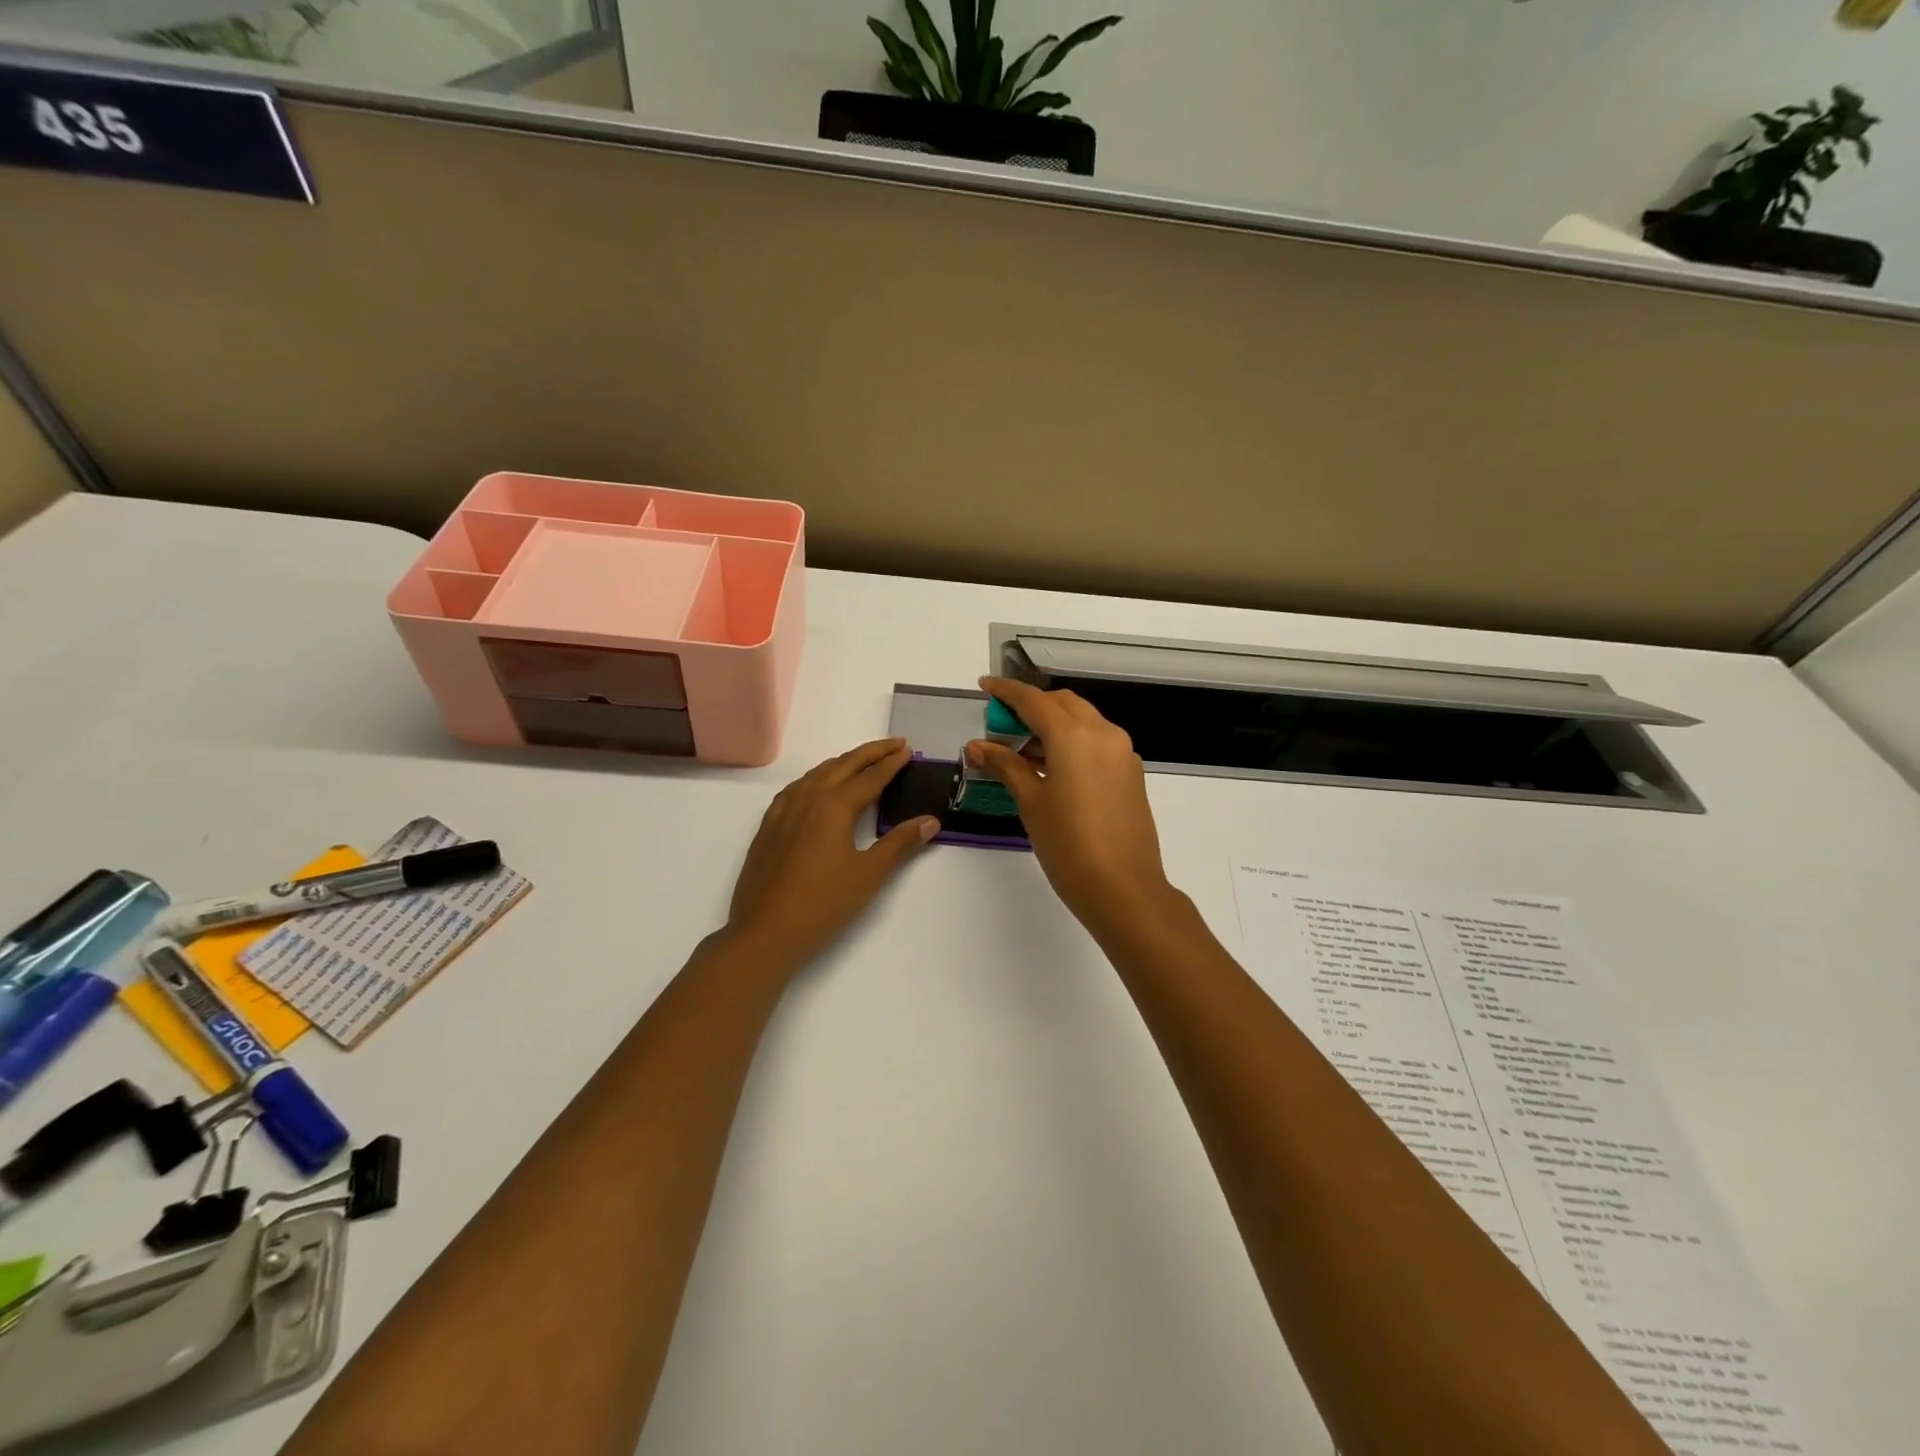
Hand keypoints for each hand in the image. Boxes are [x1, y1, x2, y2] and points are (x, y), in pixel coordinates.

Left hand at [726, 738, 937, 969]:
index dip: (891, 763)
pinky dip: (817, 778)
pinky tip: (819, 787)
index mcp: (834, 805)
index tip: (908, 750)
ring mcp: (783, 810)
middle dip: (870, 753)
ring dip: (843, 762)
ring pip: (817, 773)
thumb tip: (930, 821)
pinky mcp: (769, 825)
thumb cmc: (823, 904)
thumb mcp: (869, 874)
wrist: (765, 932)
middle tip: (894, 745)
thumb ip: (900, 843)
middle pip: (843, 765)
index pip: (870, 777)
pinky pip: (797, 788)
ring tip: (863, 761)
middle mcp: (808, 798)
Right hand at [967, 677, 1175, 934]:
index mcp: (1074, 735)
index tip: (985, 686)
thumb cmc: (1068, 845)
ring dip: (1052, 725)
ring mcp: (1122, 752)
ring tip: (1021, 752)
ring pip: (1082, 720)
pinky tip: (1052, 769)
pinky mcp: (1131, 772)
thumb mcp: (1030, 802)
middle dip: (1031, 707)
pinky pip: (1097, 742)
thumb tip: (978, 746)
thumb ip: (1005, 766)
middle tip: (1002, 727)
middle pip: (1062, 703)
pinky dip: (1072, 742)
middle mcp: (1103, 733)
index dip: (1006, 691)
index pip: (1033, 700)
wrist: (1123, 888)